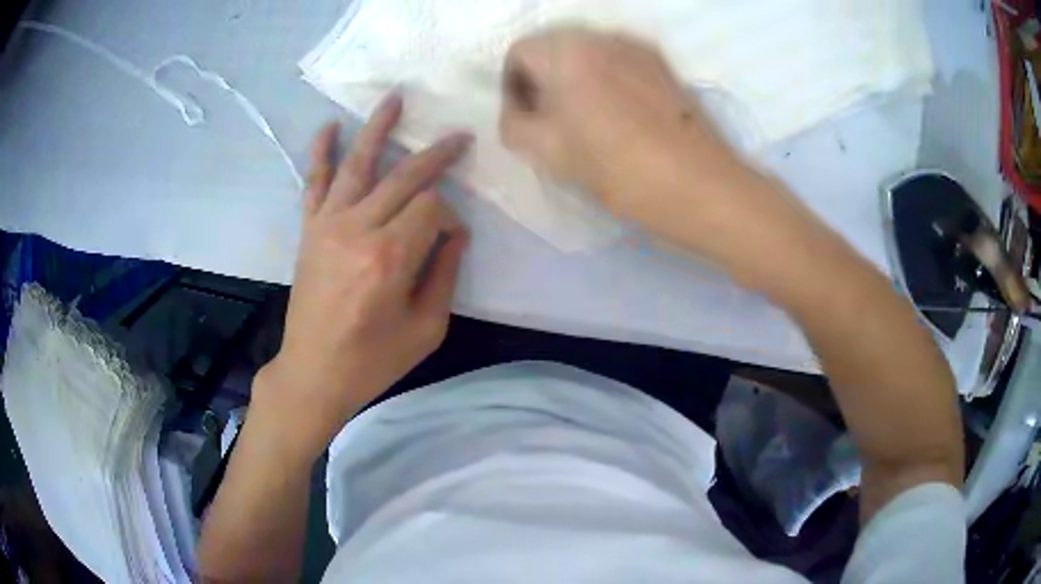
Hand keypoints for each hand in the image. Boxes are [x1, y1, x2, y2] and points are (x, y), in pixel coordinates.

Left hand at [254, 93, 471, 459]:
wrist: (313, 372)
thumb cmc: (372, 360)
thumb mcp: (427, 328)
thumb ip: (445, 274)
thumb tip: (455, 234)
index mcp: (389, 257)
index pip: (432, 209)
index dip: (450, 218)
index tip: (452, 239)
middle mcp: (358, 230)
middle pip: (403, 176)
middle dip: (436, 155)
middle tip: (459, 138)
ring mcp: (328, 225)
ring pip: (358, 163)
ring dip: (378, 128)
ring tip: (395, 98)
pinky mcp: (310, 230)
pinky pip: (314, 182)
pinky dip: (321, 152)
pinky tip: (329, 127)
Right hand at [500, 27, 825, 288]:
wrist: (701, 187)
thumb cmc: (619, 170)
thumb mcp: (548, 153)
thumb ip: (513, 125)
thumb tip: (517, 111)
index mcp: (567, 51)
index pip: (518, 52)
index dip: (512, 86)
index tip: (526, 118)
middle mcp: (601, 36)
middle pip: (553, 46)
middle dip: (542, 78)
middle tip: (551, 119)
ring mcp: (637, 46)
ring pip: (586, 52)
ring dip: (574, 77)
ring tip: (586, 118)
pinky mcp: (663, 63)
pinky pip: (617, 59)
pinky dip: (604, 77)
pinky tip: (619, 114)